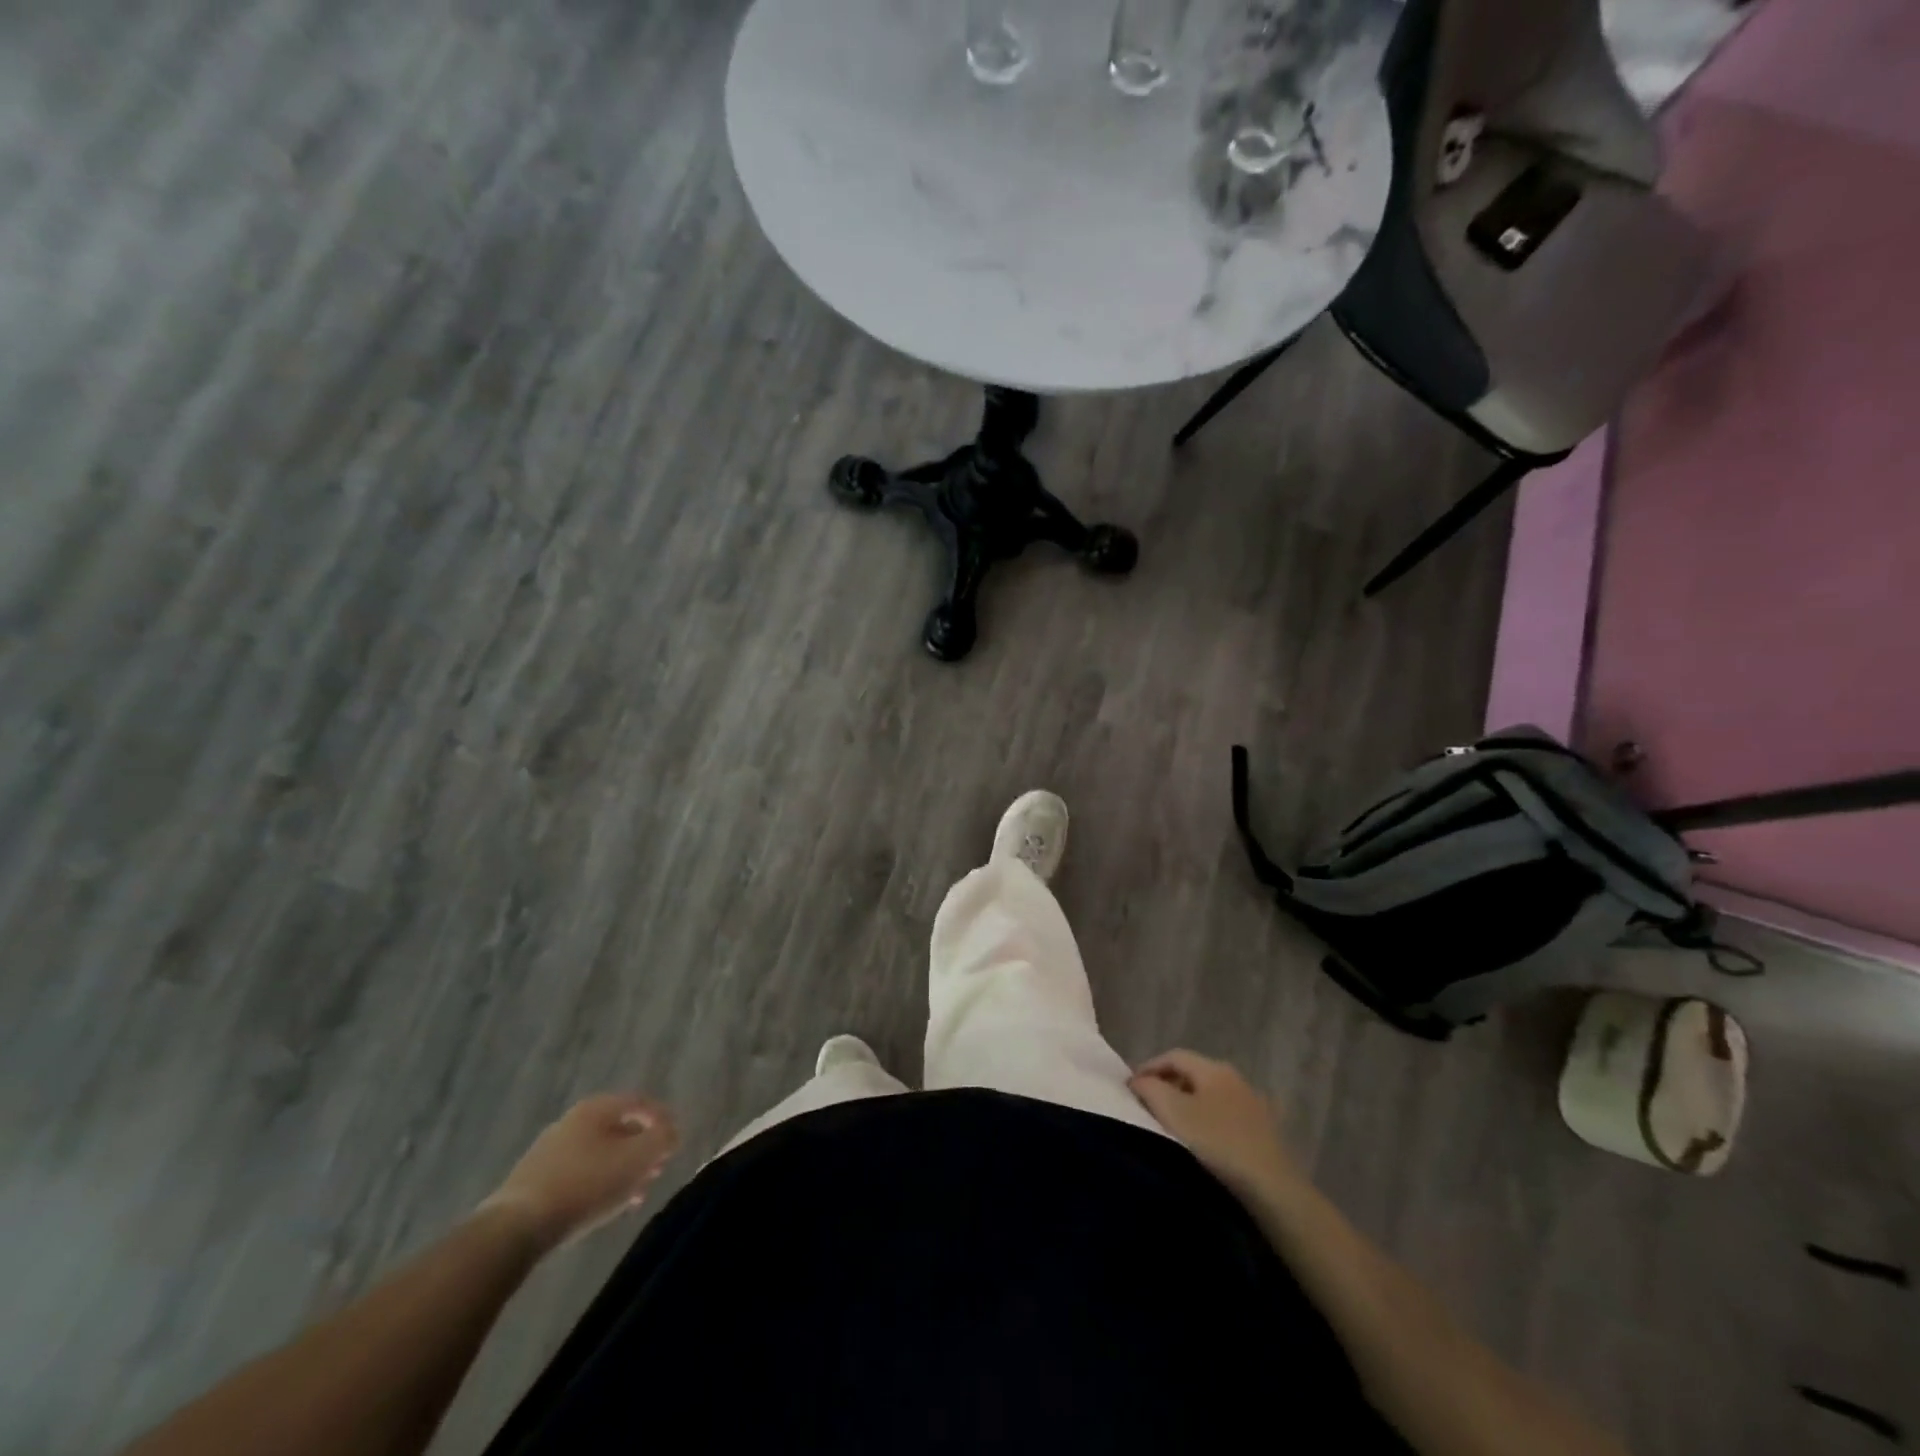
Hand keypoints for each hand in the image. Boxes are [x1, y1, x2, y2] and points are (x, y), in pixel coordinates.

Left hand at [480, 1094, 680, 1254]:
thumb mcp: (637, 1159)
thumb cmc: (586, 1184)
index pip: (640, 1102)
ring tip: (635, 1195)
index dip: (663, 1118)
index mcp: (596, 1107)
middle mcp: (572, 1120)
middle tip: (657, 1171)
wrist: (516, 1228)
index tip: (676, 1142)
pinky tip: (604, 1207)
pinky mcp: (535, 1180)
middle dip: (642, 1149)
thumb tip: (670, 1133)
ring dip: (622, 1170)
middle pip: (619, 1128)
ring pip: (600, 1153)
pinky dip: (599, 1183)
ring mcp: (550, 1150)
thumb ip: (662, 1139)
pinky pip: (580, 1173)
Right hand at [1130, 1050, 1295, 1196]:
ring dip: (1188, 1105)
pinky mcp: (1264, 1132)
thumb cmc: (1217, 1143)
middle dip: (1167, 1085)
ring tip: (1171, 1126)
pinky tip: (1203, 1143)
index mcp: (1214, 1068)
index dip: (1149, 1067)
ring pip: (1210, 1096)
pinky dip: (1208, 1122)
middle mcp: (1236, 1078)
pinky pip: (1226, 1117)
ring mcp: (1254, 1105)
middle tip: (1147, 1105)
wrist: (1272, 1189)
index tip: (1131, 1088)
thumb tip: (1138, 1081)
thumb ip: (1150, 1088)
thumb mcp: (1172, 1112)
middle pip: (1193, 1074)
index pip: (1173, 1056)